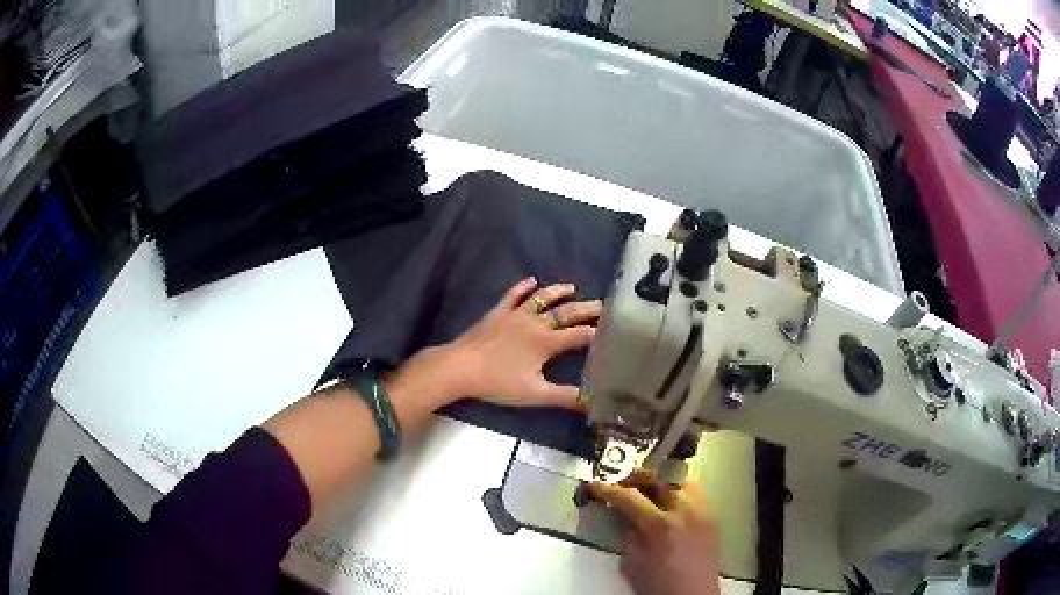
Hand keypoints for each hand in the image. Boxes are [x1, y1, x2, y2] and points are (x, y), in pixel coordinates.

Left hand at [438, 277, 601, 408]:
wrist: (461, 368)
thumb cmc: (498, 383)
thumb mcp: (535, 394)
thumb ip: (565, 397)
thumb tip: (592, 402)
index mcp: (547, 343)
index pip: (579, 335)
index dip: (597, 333)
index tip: (613, 329)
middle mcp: (535, 324)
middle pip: (565, 313)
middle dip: (585, 309)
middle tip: (602, 305)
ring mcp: (515, 315)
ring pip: (541, 299)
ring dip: (557, 292)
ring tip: (572, 287)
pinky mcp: (497, 313)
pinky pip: (513, 296)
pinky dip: (523, 287)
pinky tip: (531, 281)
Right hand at [588, 473, 720, 594]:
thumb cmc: (660, 585)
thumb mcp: (634, 561)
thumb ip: (627, 533)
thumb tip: (620, 514)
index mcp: (661, 525)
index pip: (629, 497)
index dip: (607, 490)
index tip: (593, 486)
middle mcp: (685, 510)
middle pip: (658, 478)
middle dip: (635, 477)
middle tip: (619, 483)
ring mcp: (702, 509)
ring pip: (680, 476)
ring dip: (659, 478)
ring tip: (644, 488)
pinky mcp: (710, 514)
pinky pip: (693, 489)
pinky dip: (676, 487)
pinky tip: (665, 500)